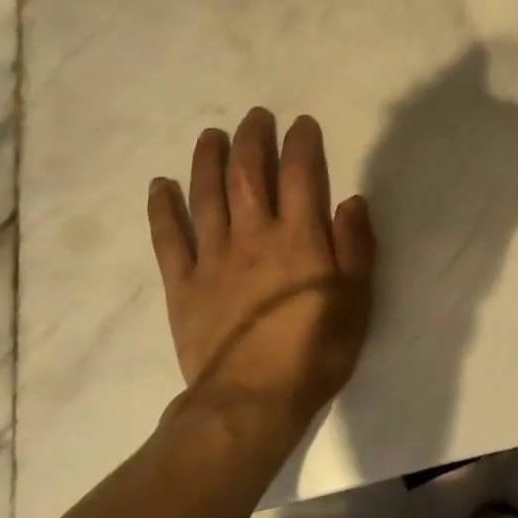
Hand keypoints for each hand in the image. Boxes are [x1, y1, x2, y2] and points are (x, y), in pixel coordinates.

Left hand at [147, 108, 375, 426]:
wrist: (253, 401)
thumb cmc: (316, 350)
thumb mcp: (357, 300)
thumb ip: (356, 247)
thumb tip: (351, 200)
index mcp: (299, 238)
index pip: (300, 175)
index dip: (301, 144)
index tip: (300, 123)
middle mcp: (254, 236)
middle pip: (249, 175)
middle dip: (252, 140)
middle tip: (255, 117)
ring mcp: (213, 258)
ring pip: (207, 196)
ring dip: (208, 161)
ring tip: (211, 136)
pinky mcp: (183, 284)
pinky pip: (169, 239)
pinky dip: (163, 210)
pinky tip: (160, 186)